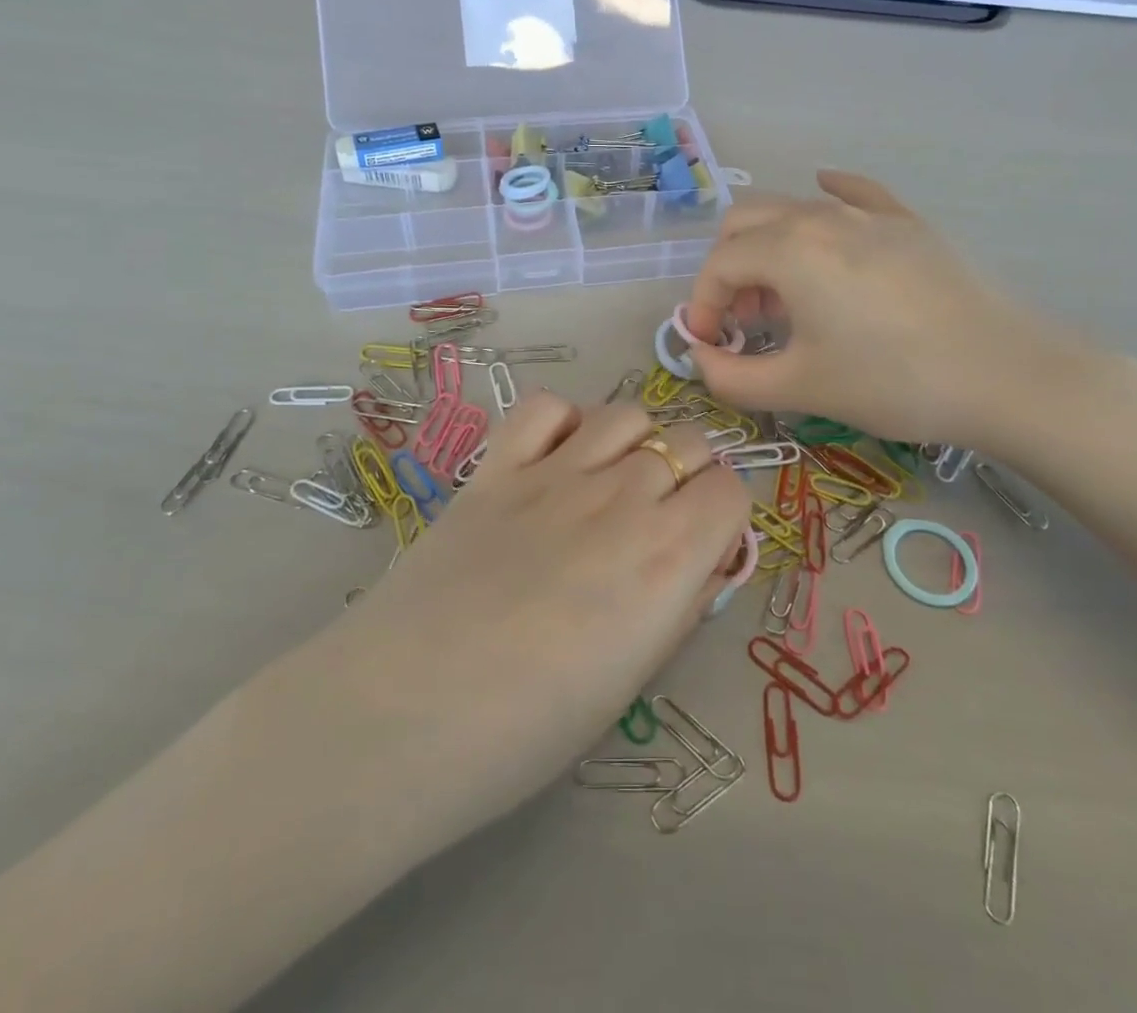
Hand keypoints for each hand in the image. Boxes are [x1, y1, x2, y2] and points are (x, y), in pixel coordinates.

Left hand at [305, 397, 749, 849]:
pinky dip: (563, 422)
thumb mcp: (632, 679)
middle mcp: (623, 497)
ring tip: (611, 483)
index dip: (723, 515)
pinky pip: (546, 407)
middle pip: (688, 442)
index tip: (704, 543)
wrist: (404, 715)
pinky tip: (555, 458)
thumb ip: (678, 605)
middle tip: (659, 517)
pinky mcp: (497, 466)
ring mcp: (556, 472)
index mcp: (668, 555)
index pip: (732, 490)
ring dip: (635, 442)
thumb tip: (703, 562)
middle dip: (688, 474)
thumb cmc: (529, 728)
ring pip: (626, 414)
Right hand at [682, 170, 1090, 454]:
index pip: (719, 264)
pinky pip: (855, 194)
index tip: (712, 345)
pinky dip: (827, 197)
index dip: (702, 304)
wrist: (1006, 375)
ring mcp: (870, 214)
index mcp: (789, 250)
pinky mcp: (908, 223)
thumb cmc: (892, 381)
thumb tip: (702, 360)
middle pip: (745, 222)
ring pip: (793, 210)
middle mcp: (821, 217)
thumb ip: (732, 378)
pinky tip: (826, 198)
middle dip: (728, 269)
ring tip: (784, 298)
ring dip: (768, 248)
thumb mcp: (801, 387)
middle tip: (744, 319)